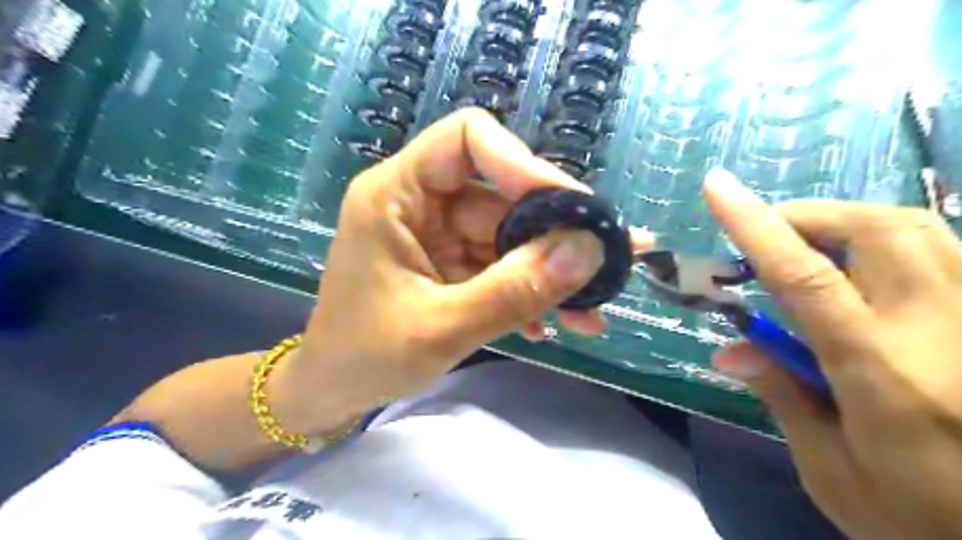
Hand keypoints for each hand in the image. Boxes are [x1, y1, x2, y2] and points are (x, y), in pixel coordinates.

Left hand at [278, 107, 653, 428]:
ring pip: (513, 234)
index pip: (467, 140)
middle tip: (611, 262)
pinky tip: (559, 323)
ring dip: (554, 270)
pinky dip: (533, 290)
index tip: (570, 209)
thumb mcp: (442, 328)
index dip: (522, 164)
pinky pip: (505, 264)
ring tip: (595, 306)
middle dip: (557, 232)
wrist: (336, 391)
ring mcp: (442, 235)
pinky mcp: (456, 264)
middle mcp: (423, 203)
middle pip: (504, 193)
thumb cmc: (366, 357)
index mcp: (397, 194)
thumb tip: (587, 252)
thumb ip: (514, 291)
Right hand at [705, 169, 961, 539]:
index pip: (806, 277)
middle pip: (880, 231)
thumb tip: (730, 349)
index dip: (756, 225)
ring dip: (848, 223)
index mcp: (883, 374)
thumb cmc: (923, 521)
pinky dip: (888, 242)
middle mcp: (944, 331)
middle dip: (810, 216)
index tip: (718, 187)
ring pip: (921, 229)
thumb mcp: (831, 472)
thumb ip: (781, 396)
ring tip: (808, 248)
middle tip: (768, 237)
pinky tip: (863, 271)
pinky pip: (945, 252)